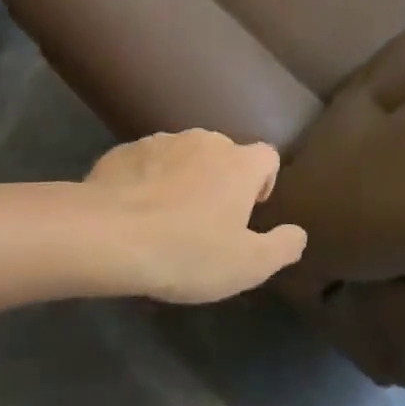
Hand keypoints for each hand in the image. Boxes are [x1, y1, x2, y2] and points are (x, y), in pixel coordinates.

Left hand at [84, 130, 306, 302]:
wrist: (107, 236)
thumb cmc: (187, 250)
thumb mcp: (248, 265)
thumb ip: (283, 247)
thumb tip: (298, 233)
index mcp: (240, 163)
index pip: (268, 156)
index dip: (263, 183)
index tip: (248, 212)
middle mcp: (205, 141)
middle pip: (225, 155)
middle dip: (220, 182)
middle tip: (206, 223)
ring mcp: (161, 141)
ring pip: (183, 157)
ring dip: (183, 179)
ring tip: (166, 219)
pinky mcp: (124, 151)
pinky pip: (146, 164)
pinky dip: (147, 181)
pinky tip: (133, 214)